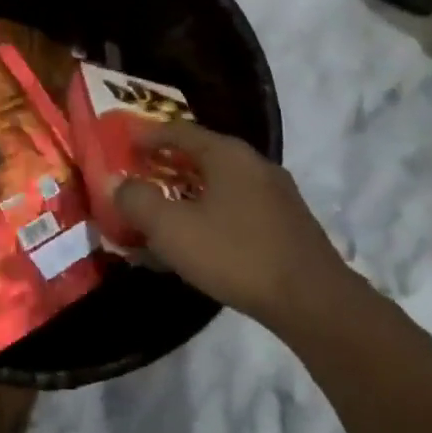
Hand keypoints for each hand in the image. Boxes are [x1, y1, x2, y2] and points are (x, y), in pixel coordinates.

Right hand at [114, 121, 344, 328]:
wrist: (313, 302)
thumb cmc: (235, 254)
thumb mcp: (172, 229)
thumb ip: (137, 201)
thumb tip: (117, 183)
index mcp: (227, 154)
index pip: (178, 131)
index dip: (147, 136)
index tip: (123, 144)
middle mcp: (254, 164)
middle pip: (201, 156)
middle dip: (166, 166)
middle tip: (139, 178)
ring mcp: (276, 195)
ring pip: (220, 185)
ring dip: (188, 194)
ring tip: (164, 213)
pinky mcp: (287, 225)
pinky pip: (237, 209)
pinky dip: (210, 215)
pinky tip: (200, 242)